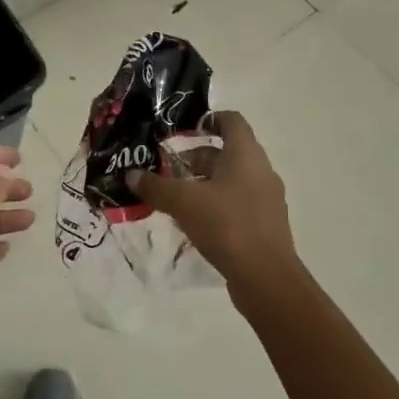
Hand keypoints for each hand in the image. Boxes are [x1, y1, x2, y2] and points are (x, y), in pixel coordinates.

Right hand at [127, 111, 300, 302]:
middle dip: (195, 158)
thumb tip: (131, 174)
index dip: (208, 119)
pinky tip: (194, 223)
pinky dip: (216, 206)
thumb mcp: (184, 202)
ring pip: (231, 180)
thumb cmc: (227, 225)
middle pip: (227, 153)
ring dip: (204, 184)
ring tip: (175, 198)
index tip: (182, 130)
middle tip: (167, 170)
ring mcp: (266, 200)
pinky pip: (237, 204)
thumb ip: (156, 186)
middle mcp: (261, 171)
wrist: (266, 279)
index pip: (231, 120)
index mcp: (246, 155)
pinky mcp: (265, 225)